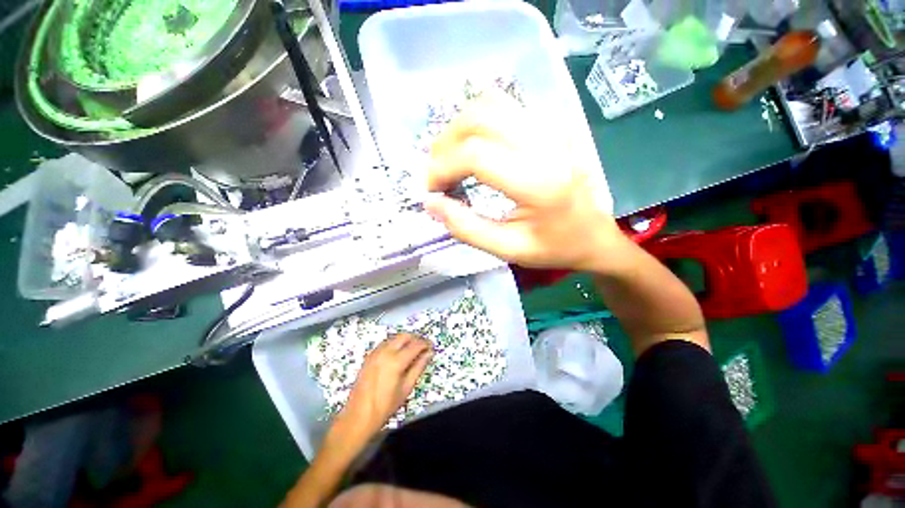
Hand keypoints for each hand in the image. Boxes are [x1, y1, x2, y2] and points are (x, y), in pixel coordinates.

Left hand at [334, 333, 432, 439]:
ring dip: (405, 340)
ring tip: (412, 350)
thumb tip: (429, 353)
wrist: (358, 416)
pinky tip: (398, 353)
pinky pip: (385, 343)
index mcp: (396, 360)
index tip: (432, 347)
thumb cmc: (385, 406)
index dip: (426, 344)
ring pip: (395, 337)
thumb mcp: (406, 388)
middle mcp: (385, 352)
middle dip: (416, 339)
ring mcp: (376, 352)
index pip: (416, 345)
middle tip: (423, 347)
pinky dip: (395, 343)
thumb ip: (419, 367)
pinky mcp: (369, 356)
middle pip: (405, 336)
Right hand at [424, 93, 626, 272]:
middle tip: (437, 173)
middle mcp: (545, 145)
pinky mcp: (550, 126)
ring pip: (490, 104)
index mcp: (538, 182)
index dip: (442, 168)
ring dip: (459, 128)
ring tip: (450, 158)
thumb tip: (431, 203)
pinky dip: (478, 122)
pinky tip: (473, 147)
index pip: (476, 155)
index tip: (432, 189)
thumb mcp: (508, 249)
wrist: (594, 234)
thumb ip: (466, 228)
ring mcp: (550, 129)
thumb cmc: (554, 247)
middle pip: (479, 118)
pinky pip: (504, 107)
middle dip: (445, 144)